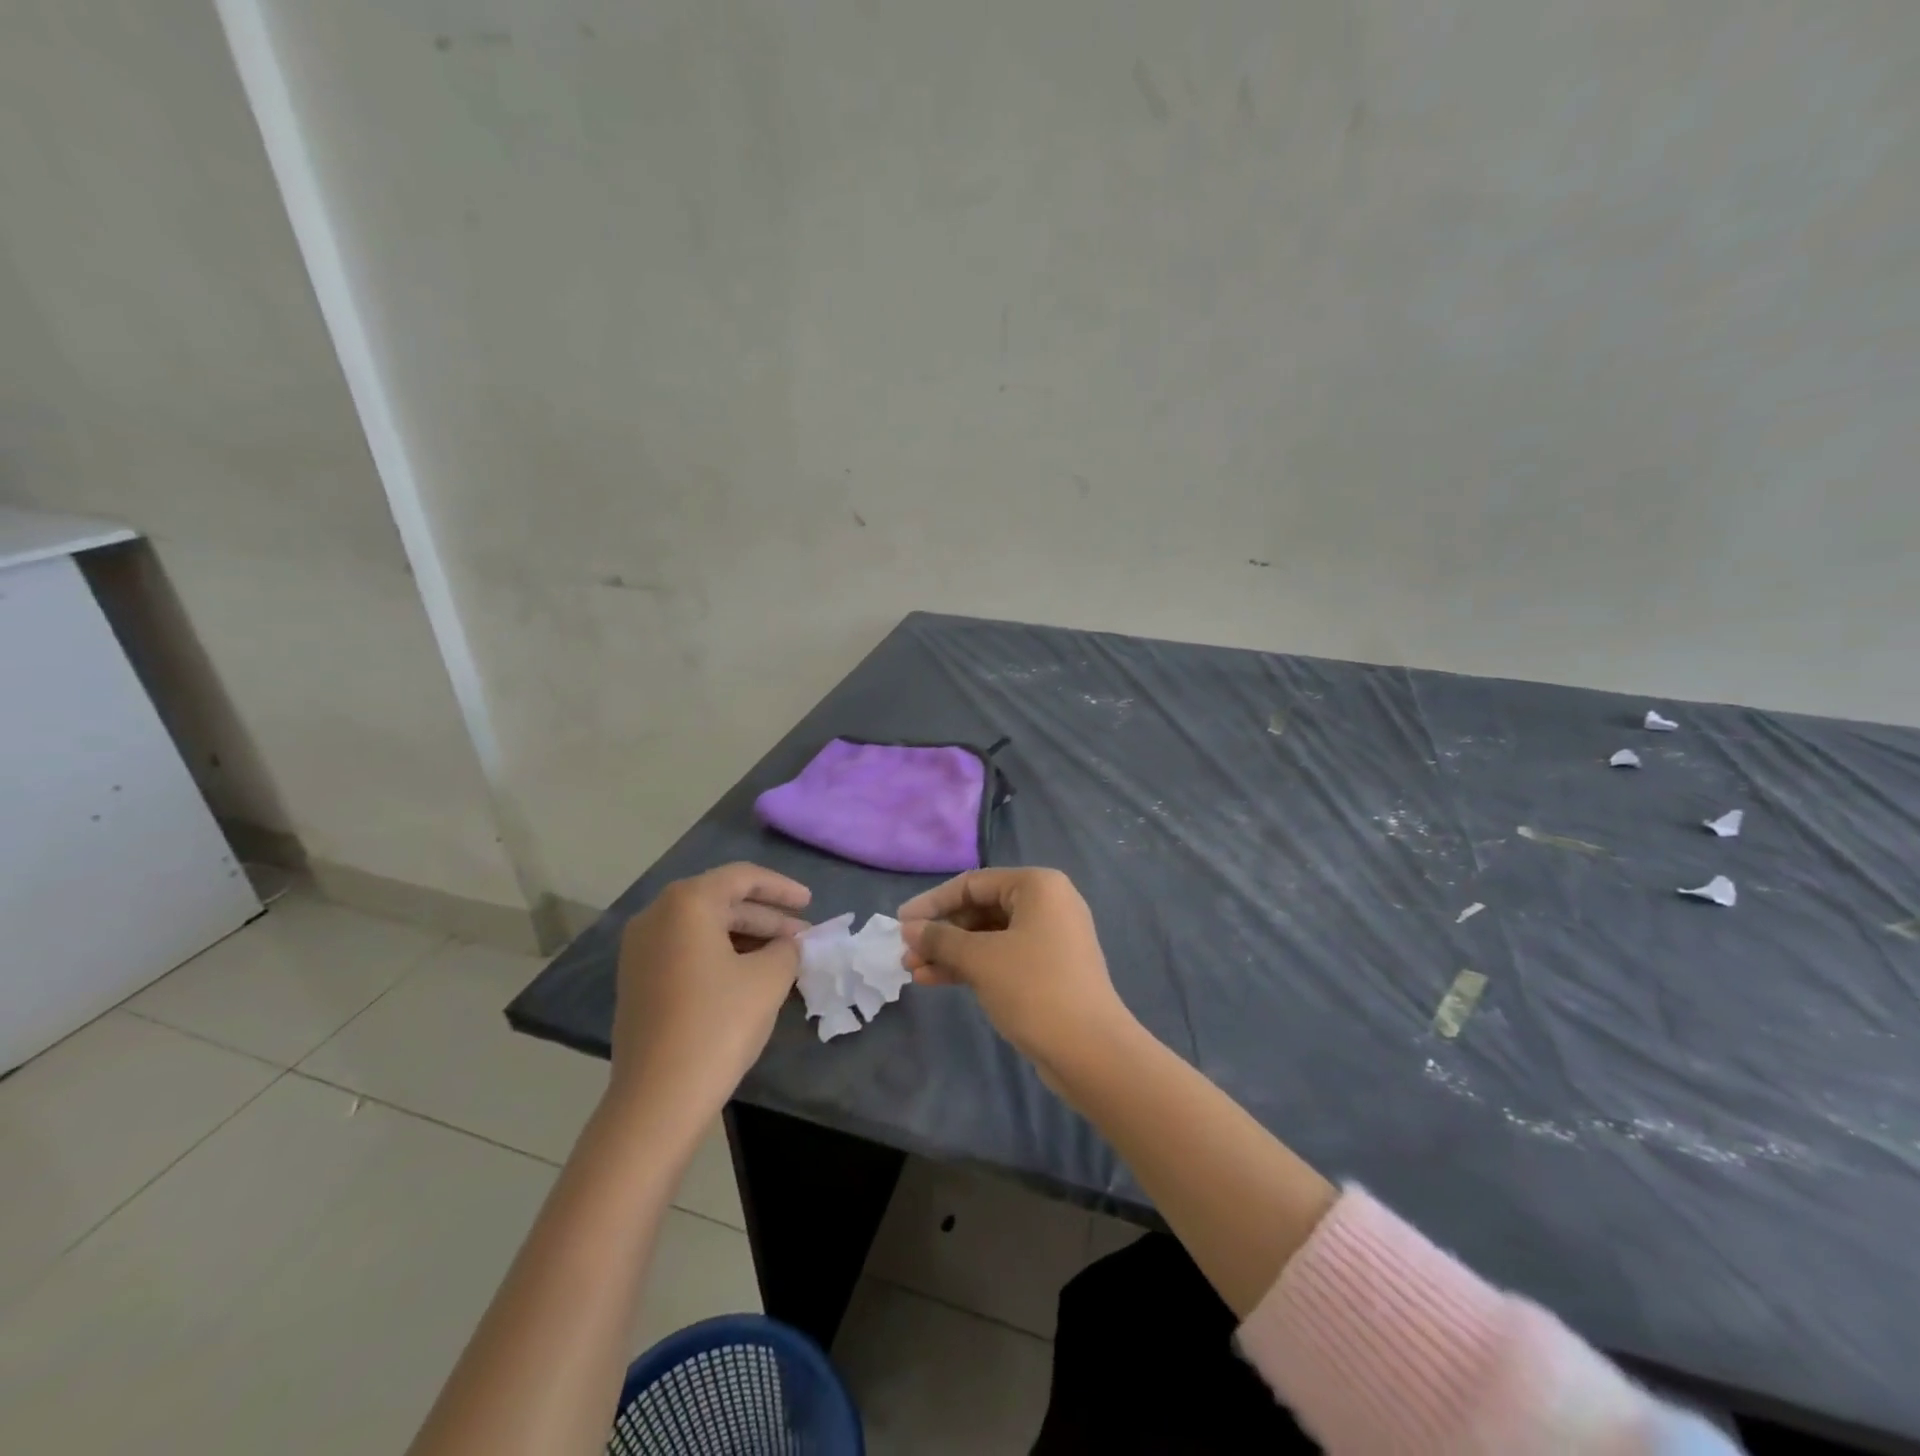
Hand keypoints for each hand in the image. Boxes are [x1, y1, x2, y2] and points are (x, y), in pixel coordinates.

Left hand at [609, 864, 811, 1124]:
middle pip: (722, 901)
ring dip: (747, 937)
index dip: (781, 888)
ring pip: (704, 927)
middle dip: (766, 917)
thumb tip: (791, 944)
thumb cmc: (718, 1024)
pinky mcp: (638, 981)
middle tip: (803, 937)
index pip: (742, 877)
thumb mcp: (768, 979)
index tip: (810, 903)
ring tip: (784, 957)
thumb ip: (788, 949)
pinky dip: (722, 954)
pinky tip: (751, 975)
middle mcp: (656, 916)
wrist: (656, 1099)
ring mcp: (641, 950)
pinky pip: (687, 950)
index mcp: (686, 904)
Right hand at [899, 868, 1133, 1078]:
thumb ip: (941, 939)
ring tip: (912, 971)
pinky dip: (971, 966)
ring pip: (988, 936)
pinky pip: (1001, 956)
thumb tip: (909, 929)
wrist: (1091, 1051)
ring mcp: (1050, 937)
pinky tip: (936, 980)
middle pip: (981, 909)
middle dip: (941, 932)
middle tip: (906, 952)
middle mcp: (1047, 903)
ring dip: (951, 952)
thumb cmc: (1034, 989)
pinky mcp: (1048, 969)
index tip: (900, 922)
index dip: (932, 902)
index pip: (973, 884)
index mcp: (1038, 886)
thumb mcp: (981, 959)